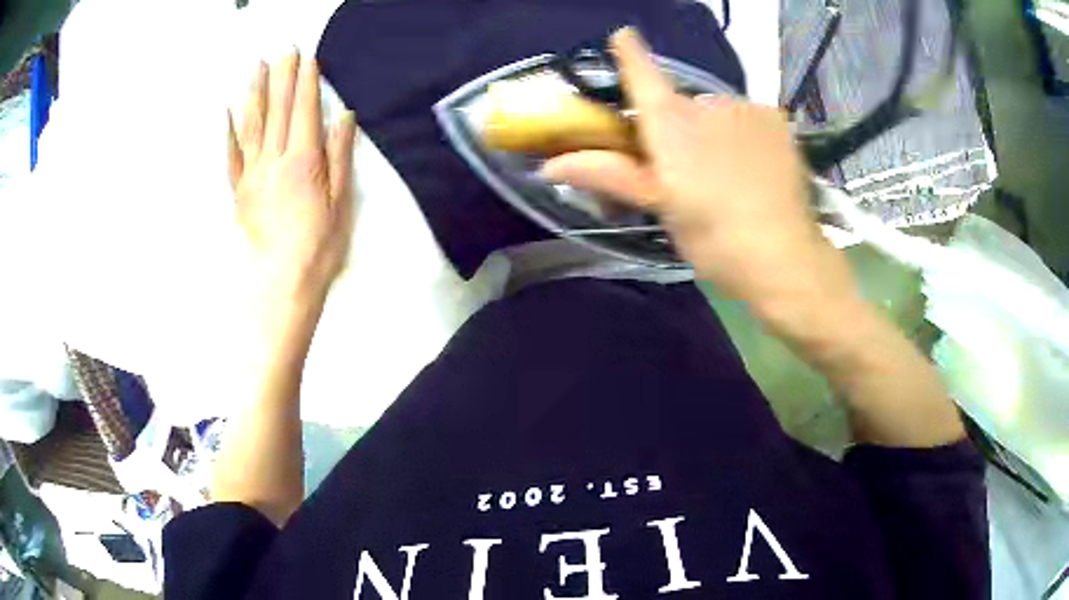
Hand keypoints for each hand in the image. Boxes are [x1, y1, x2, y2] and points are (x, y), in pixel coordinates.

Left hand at [228, 50, 357, 301]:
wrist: (282, 284)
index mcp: (303, 161)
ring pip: (251, 126)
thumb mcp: (342, 201)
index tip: (308, 58)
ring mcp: (252, 175)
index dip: (306, 82)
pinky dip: (228, 132)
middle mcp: (274, 161)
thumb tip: (343, 116)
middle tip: (285, 50)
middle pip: (278, 111)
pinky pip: (231, 156)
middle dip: (282, 77)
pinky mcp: (239, 192)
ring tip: (256, 67)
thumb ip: (340, 155)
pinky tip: (227, 112)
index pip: (305, 111)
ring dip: (254, 92)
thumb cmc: (319, 247)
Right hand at [542, 29, 859, 324]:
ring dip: (715, 131)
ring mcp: (745, 106)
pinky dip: (744, 133)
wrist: (782, 256)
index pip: (643, 74)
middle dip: (679, 127)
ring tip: (729, 174)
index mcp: (671, 123)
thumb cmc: (712, 236)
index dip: (630, 53)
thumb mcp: (659, 207)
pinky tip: (755, 165)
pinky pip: (748, 116)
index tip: (623, 35)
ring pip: (717, 112)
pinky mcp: (775, 117)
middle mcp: (706, 103)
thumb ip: (609, 175)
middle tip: (689, 170)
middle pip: (682, 105)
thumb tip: (550, 165)